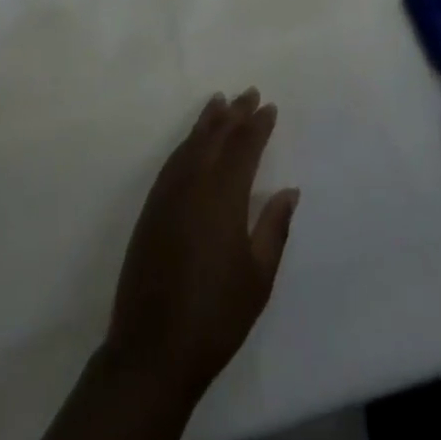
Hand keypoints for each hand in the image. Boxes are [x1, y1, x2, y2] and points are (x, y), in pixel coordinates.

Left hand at [101, 89, 299, 404]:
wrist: (153, 347)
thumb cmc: (216, 315)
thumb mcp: (258, 277)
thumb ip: (273, 227)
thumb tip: (288, 190)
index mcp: (223, 195)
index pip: (243, 147)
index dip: (257, 125)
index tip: (269, 107)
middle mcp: (193, 182)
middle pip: (216, 136)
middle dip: (234, 113)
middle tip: (249, 92)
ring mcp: (168, 192)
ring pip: (191, 143)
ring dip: (208, 121)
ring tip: (221, 102)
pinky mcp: (152, 206)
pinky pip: (174, 159)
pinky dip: (187, 142)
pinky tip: (194, 140)